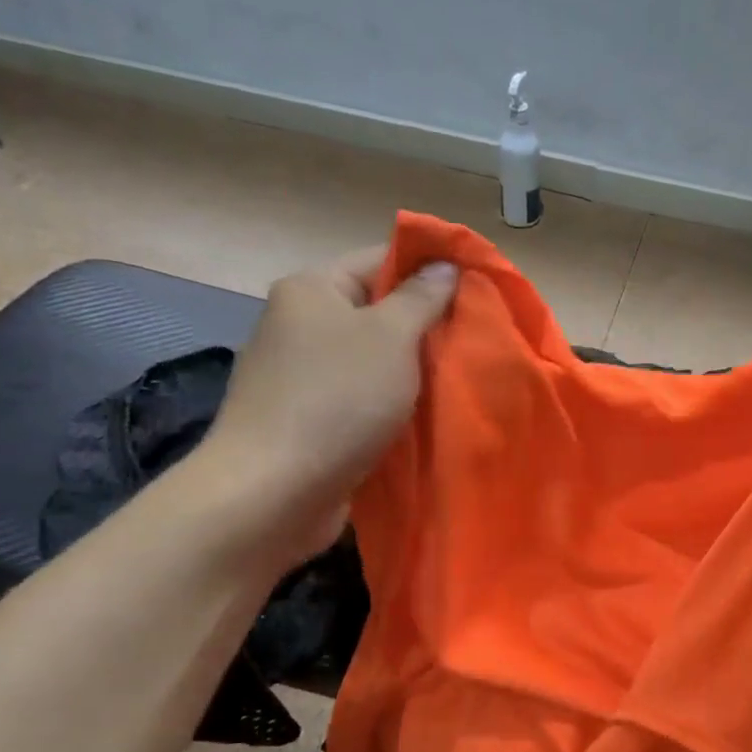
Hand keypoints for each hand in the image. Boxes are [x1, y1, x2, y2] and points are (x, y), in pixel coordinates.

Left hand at [194, 246, 458, 562]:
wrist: (274, 491)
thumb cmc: (336, 400)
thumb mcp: (390, 337)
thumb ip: (421, 298)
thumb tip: (444, 264)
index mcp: (311, 290)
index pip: (379, 259)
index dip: (429, 269)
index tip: (477, 288)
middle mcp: (299, 326)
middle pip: (375, 312)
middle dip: (425, 327)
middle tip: (476, 340)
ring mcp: (299, 377)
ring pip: (370, 361)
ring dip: (411, 372)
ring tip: (460, 380)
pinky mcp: (306, 421)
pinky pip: (360, 400)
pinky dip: (390, 406)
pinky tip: (425, 418)